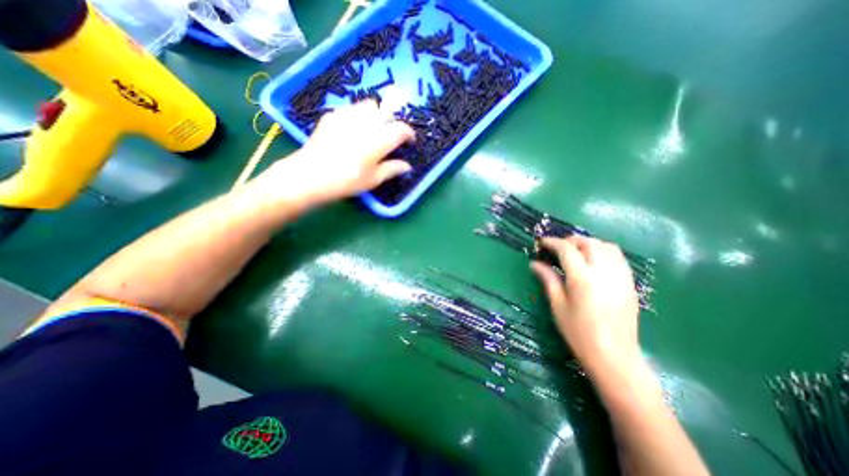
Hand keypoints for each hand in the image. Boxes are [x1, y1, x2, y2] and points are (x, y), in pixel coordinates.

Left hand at [248, 98, 416, 203]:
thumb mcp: (373, 179)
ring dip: (376, 114)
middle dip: (392, 120)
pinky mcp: (332, 115)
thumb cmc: (347, 181)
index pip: (401, 129)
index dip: (409, 134)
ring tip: (372, 129)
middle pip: (386, 110)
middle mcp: (366, 122)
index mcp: (379, 139)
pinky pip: (351, 108)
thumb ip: (392, 169)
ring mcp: (347, 115)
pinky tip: (353, 129)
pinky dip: (358, 115)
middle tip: (390, 134)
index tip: (410, 141)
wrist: (310, 175)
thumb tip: (407, 166)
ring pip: (368, 105)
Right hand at [532, 234, 639, 374]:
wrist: (614, 356)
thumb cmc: (578, 332)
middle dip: (571, 240)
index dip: (552, 242)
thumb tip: (534, 263)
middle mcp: (604, 272)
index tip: (542, 242)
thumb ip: (548, 279)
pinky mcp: (630, 283)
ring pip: (607, 246)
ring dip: (589, 244)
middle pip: (588, 243)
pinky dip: (603, 252)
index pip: (566, 249)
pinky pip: (618, 257)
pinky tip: (594, 262)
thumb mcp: (557, 305)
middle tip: (557, 248)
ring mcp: (620, 277)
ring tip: (576, 252)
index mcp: (582, 278)